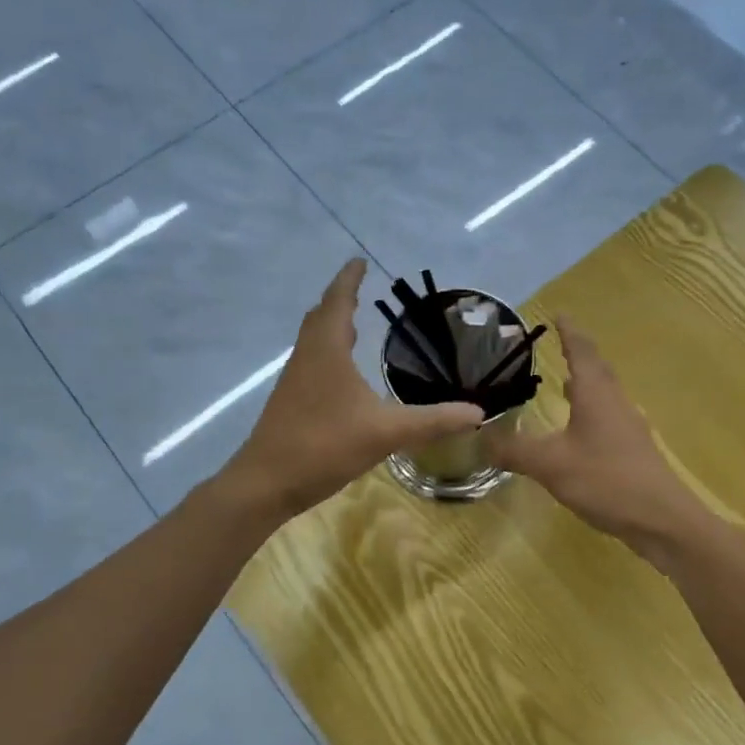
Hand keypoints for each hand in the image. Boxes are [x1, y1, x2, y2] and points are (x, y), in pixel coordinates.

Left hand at [222, 260, 483, 518]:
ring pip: (313, 340)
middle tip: (360, 289)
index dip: (349, 280)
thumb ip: (433, 420)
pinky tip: (343, 373)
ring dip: (332, 325)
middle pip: (321, 316)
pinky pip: (311, 361)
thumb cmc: (324, 445)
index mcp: (326, 350)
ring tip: (355, 323)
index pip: (337, 301)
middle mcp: (307, 357)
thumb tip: (477, 410)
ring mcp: (295, 380)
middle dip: (340, 299)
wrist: (266, 483)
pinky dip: (328, 351)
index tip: (359, 261)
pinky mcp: (290, 401)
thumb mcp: (386, 432)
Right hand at [486, 319, 705, 548]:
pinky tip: (579, 431)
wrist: (663, 521)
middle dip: (578, 354)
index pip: (581, 351)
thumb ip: (514, 450)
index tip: (559, 313)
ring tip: (564, 383)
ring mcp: (629, 427)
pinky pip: (608, 418)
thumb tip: (479, 438)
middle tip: (559, 344)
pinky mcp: (634, 451)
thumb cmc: (607, 481)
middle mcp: (615, 403)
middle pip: (597, 369)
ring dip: (586, 384)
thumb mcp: (551, 465)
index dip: (569, 332)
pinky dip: (591, 412)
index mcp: (595, 395)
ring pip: (605, 395)